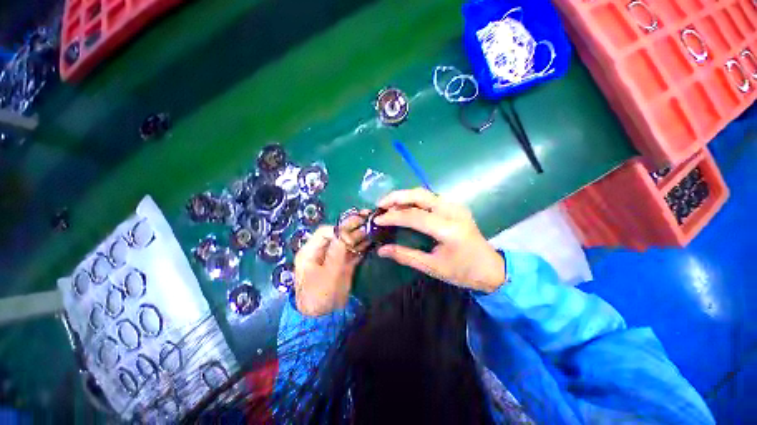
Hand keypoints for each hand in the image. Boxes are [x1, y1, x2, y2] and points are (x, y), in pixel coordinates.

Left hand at [294, 225, 363, 316]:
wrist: (324, 318)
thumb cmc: (321, 296)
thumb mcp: (328, 274)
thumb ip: (337, 252)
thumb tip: (345, 232)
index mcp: (310, 252)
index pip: (324, 232)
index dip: (339, 229)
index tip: (353, 233)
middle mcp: (321, 251)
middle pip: (337, 235)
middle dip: (351, 227)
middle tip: (366, 219)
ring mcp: (333, 257)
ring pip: (346, 242)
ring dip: (358, 236)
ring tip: (370, 228)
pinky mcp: (342, 264)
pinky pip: (351, 252)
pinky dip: (360, 247)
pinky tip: (369, 242)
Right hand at [374, 188, 504, 292]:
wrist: (491, 267)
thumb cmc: (463, 271)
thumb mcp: (432, 267)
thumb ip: (405, 255)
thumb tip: (381, 249)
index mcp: (448, 229)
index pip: (414, 216)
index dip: (393, 216)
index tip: (377, 219)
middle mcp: (453, 211)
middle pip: (420, 195)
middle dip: (397, 197)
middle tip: (380, 204)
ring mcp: (456, 206)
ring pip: (424, 193)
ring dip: (404, 196)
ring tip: (388, 205)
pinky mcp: (455, 206)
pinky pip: (430, 197)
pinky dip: (414, 199)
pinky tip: (405, 207)